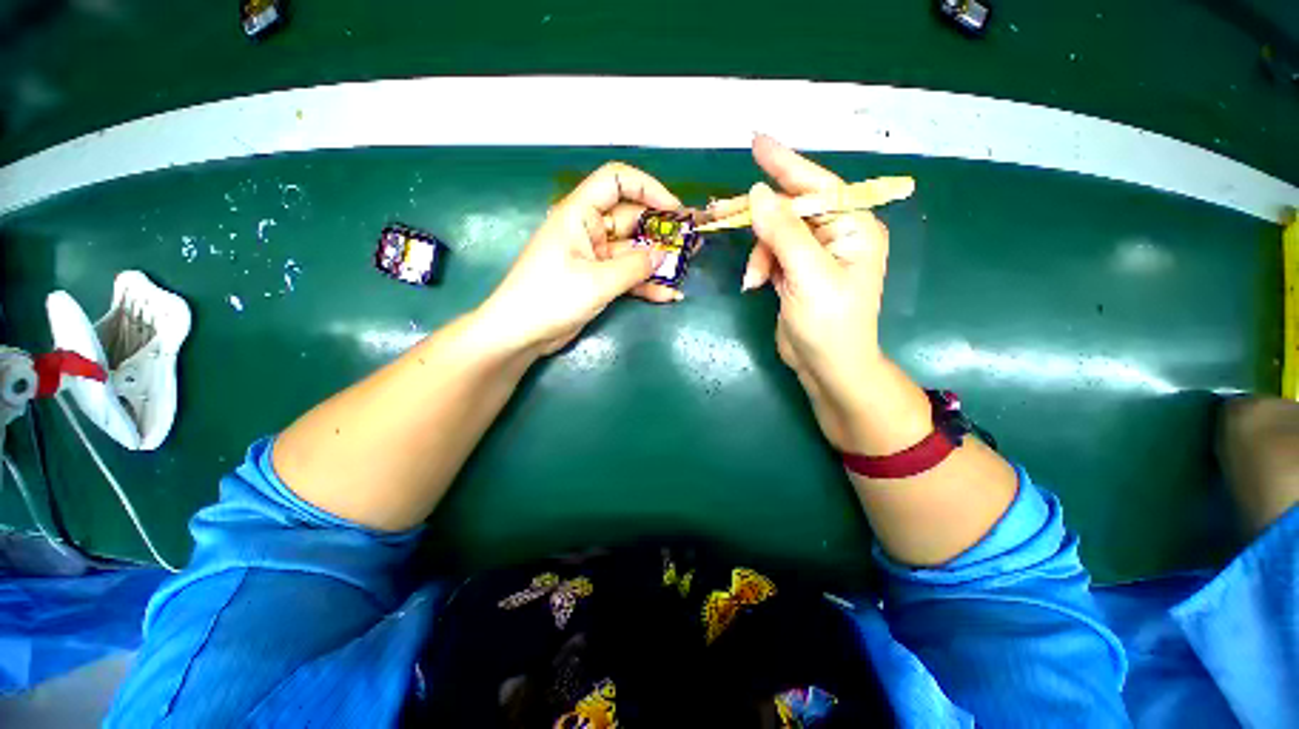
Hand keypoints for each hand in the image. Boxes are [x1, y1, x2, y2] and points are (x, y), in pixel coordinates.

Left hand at [476, 163, 680, 355]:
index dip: (648, 188)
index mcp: (580, 214)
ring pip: (633, 250)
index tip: (674, 209)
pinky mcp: (597, 280)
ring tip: (688, 266)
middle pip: (632, 219)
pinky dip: (645, 284)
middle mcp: (589, 230)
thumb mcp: (597, 281)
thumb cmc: (551, 298)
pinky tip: (668, 295)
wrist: (521, 333)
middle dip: (662, 230)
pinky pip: (627, 275)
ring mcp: (594, 257)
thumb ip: (635, 266)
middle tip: (692, 241)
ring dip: (658, 260)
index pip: (616, 181)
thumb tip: (663, 255)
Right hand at [734, 135, 894, 451]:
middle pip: (790, 209)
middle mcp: (836, 235)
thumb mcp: (808, 277)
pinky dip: (759, 266)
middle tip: (720, 211)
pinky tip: (756, 284)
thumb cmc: (829, 325)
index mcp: (853, 227)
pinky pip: (771, 254)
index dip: (786, 164)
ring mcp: (814, 255)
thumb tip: (757, 193)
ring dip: (758, 254)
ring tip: (753, 280)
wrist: (828, 368)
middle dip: (758, 216)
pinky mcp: (796, 273)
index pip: (817, 186)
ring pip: (775, 235)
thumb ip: (784, 234)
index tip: (756, 142)